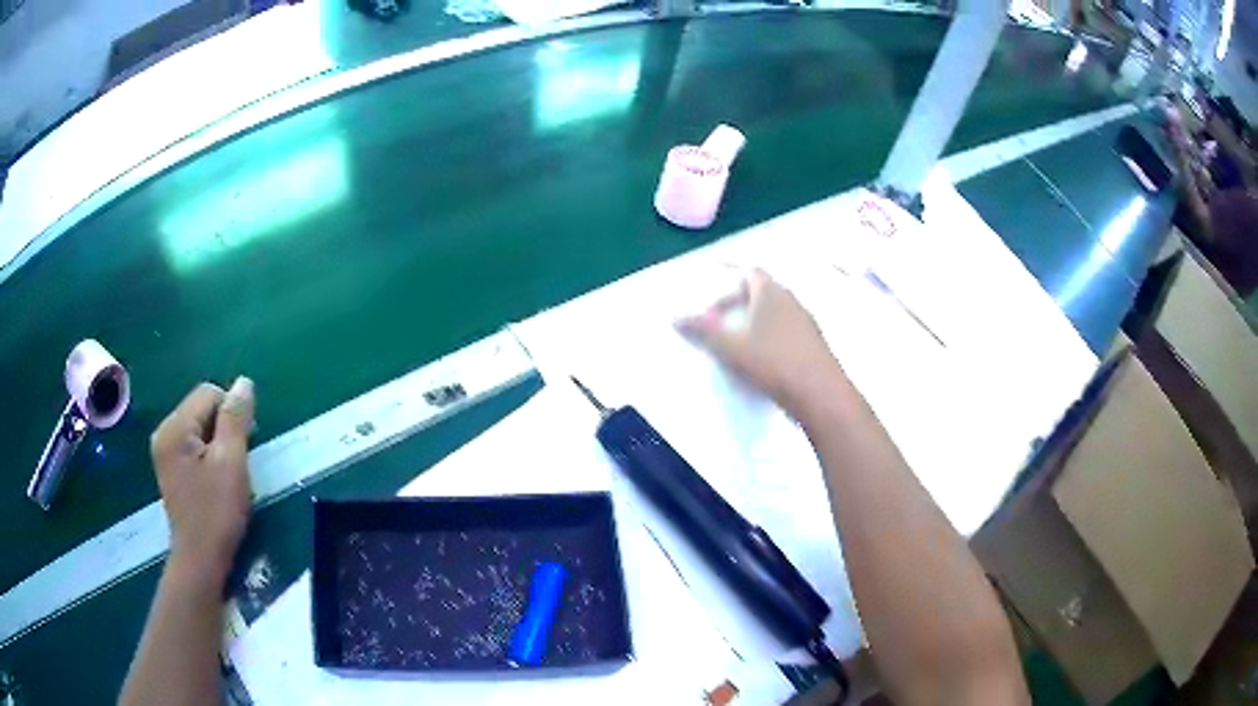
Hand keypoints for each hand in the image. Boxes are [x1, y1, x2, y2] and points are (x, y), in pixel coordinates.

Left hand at [150, 378, 255, 584]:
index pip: (209, 393)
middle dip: (224, 428)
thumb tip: (244, 382)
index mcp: (175, 427)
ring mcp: (164, 451)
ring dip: (218, 442)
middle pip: (202, 408)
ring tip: (228, 474)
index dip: (232, 413)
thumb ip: (235, 419)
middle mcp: (164, 431)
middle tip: (237, 463)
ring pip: (199, 427)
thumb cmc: (216, 513)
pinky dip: (208, 454)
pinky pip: (193, 444)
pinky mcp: (170, 468)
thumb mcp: (230, 463)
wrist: (200, 560)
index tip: (244, 446)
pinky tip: (215, 480)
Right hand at [677, 269, 844, 417]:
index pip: (748, 273)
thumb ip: (702, 330)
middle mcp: (791, 301)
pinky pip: (786, 332)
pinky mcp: (813, 345)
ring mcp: (806, 323)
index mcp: (771, 293)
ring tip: (735, 344)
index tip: (710, 295)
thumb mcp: (730, 347)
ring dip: (753, 323)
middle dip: (737, 304)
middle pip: (761, 293)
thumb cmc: (773, 363)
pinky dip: (769, 338)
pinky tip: (760, 362)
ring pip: (775, 314)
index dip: (727, 280)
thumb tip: (675, 316)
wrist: (821, 395)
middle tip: (717, 322)